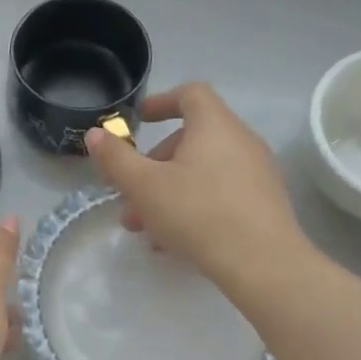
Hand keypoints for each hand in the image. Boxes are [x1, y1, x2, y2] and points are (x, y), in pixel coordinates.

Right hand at [84, 82, 310, 300]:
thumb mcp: (143, 186)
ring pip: (203, 170)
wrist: (264, 265)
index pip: (190, 94)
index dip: (161, 101)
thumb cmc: (198, 213)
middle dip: (154, 163)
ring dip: (168, 190)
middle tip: (131, 193)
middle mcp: (241, 141)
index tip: (140, 120)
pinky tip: (174, 240)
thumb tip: (95, 134)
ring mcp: (257, 173)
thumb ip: (116, 158)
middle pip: (191, 138)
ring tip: (145, 227)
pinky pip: (221, 192)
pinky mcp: (265, 203)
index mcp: (214, 126)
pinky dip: (194, 203)